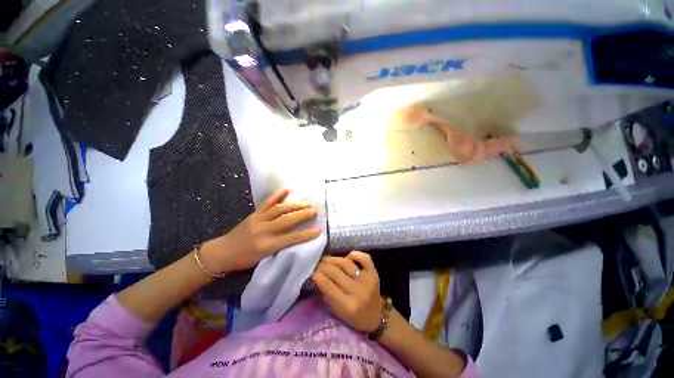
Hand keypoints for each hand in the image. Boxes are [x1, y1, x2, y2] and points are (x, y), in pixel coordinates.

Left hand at [202, 189, 320, 272]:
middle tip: (314, 211)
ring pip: (279, 209)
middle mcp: (264, 230)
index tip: (318, 230)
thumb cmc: (244, 259)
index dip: (306, 234)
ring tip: (306, 203)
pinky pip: (267, 202)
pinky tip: (286, 190)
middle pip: (287, 220)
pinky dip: (277, 195)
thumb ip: (279, 247)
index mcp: (267, 245)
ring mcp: (259, 219)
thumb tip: (295, 238)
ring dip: (294, 205)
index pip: (291, 238)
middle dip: (302, 215)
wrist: (222, 252)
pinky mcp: (254, 213)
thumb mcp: (263, 258)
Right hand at [312, 251, 384, 332]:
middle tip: (316, 264)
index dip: (317, 276)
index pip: (328, 286)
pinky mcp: (374, 272)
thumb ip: (327, 295)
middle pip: (336, 272)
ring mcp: (367, 280)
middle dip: (323, 266)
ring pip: (346, 263)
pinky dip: (354, 254)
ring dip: (333, 259)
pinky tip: (347, 257)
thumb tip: (316, 277)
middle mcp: (358, 291)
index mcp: (348, 306)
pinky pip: (364, 257)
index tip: (310, 271)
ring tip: (326, 259)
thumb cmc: (354, 318)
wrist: (377, 317)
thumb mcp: (337, 312)